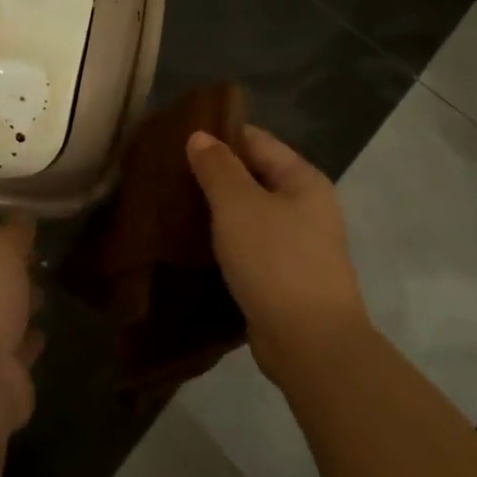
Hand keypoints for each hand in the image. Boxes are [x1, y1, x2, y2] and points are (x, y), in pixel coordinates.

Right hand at [186, 125, 369, 384]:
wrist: (309, 342)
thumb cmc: (275, 261)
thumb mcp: (238, 205)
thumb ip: (218, 167)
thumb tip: (200, 136)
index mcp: (303, 180)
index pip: (257, 140)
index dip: (219, 134)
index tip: (177, 135)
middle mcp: (307, 206)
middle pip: (255, 175)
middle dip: (215, 173)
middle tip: (167, 171)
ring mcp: (299, 243)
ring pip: (250, 212)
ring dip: (218, 208)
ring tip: (173, 203)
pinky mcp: (285, 275)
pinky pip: (251, 244)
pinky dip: (226, 238)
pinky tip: (194, 241)